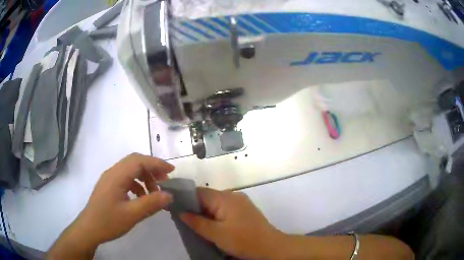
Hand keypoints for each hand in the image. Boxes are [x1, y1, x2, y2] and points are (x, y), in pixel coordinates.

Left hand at [48, 153, 173, 258]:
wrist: (89, 229)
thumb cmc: (109, 221)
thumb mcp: (132, 215)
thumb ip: (151, 203)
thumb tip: (169, 195)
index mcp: (116, 176)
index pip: (139, 161)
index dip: (156, 163)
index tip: (171, 171)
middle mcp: (112, 172)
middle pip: (134, 162)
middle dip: (151, 169)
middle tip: (165, 181)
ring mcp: (109, 179)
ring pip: (130, 170)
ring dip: (144, 177)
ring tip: (154, 192)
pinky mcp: (109, 186)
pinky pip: (125, 178)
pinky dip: (137, 184)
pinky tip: (141, 197)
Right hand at [180, 188, 284, 259]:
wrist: (271, 246)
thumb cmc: (243, 240)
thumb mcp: (216, 234)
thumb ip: (196, 222)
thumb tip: (180, 212)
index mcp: (224, 198)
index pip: (198, 192)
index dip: (185, 199)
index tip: (174, 208)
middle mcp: (232, 195)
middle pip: (207, 197)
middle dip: (195, 208)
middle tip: (184, 220)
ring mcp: (240, 202)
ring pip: (215, 204)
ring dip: (205, 212)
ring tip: (196, 224)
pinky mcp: (244, 209)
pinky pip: (224, 208)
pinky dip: (215, 215)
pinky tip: (212, 225)